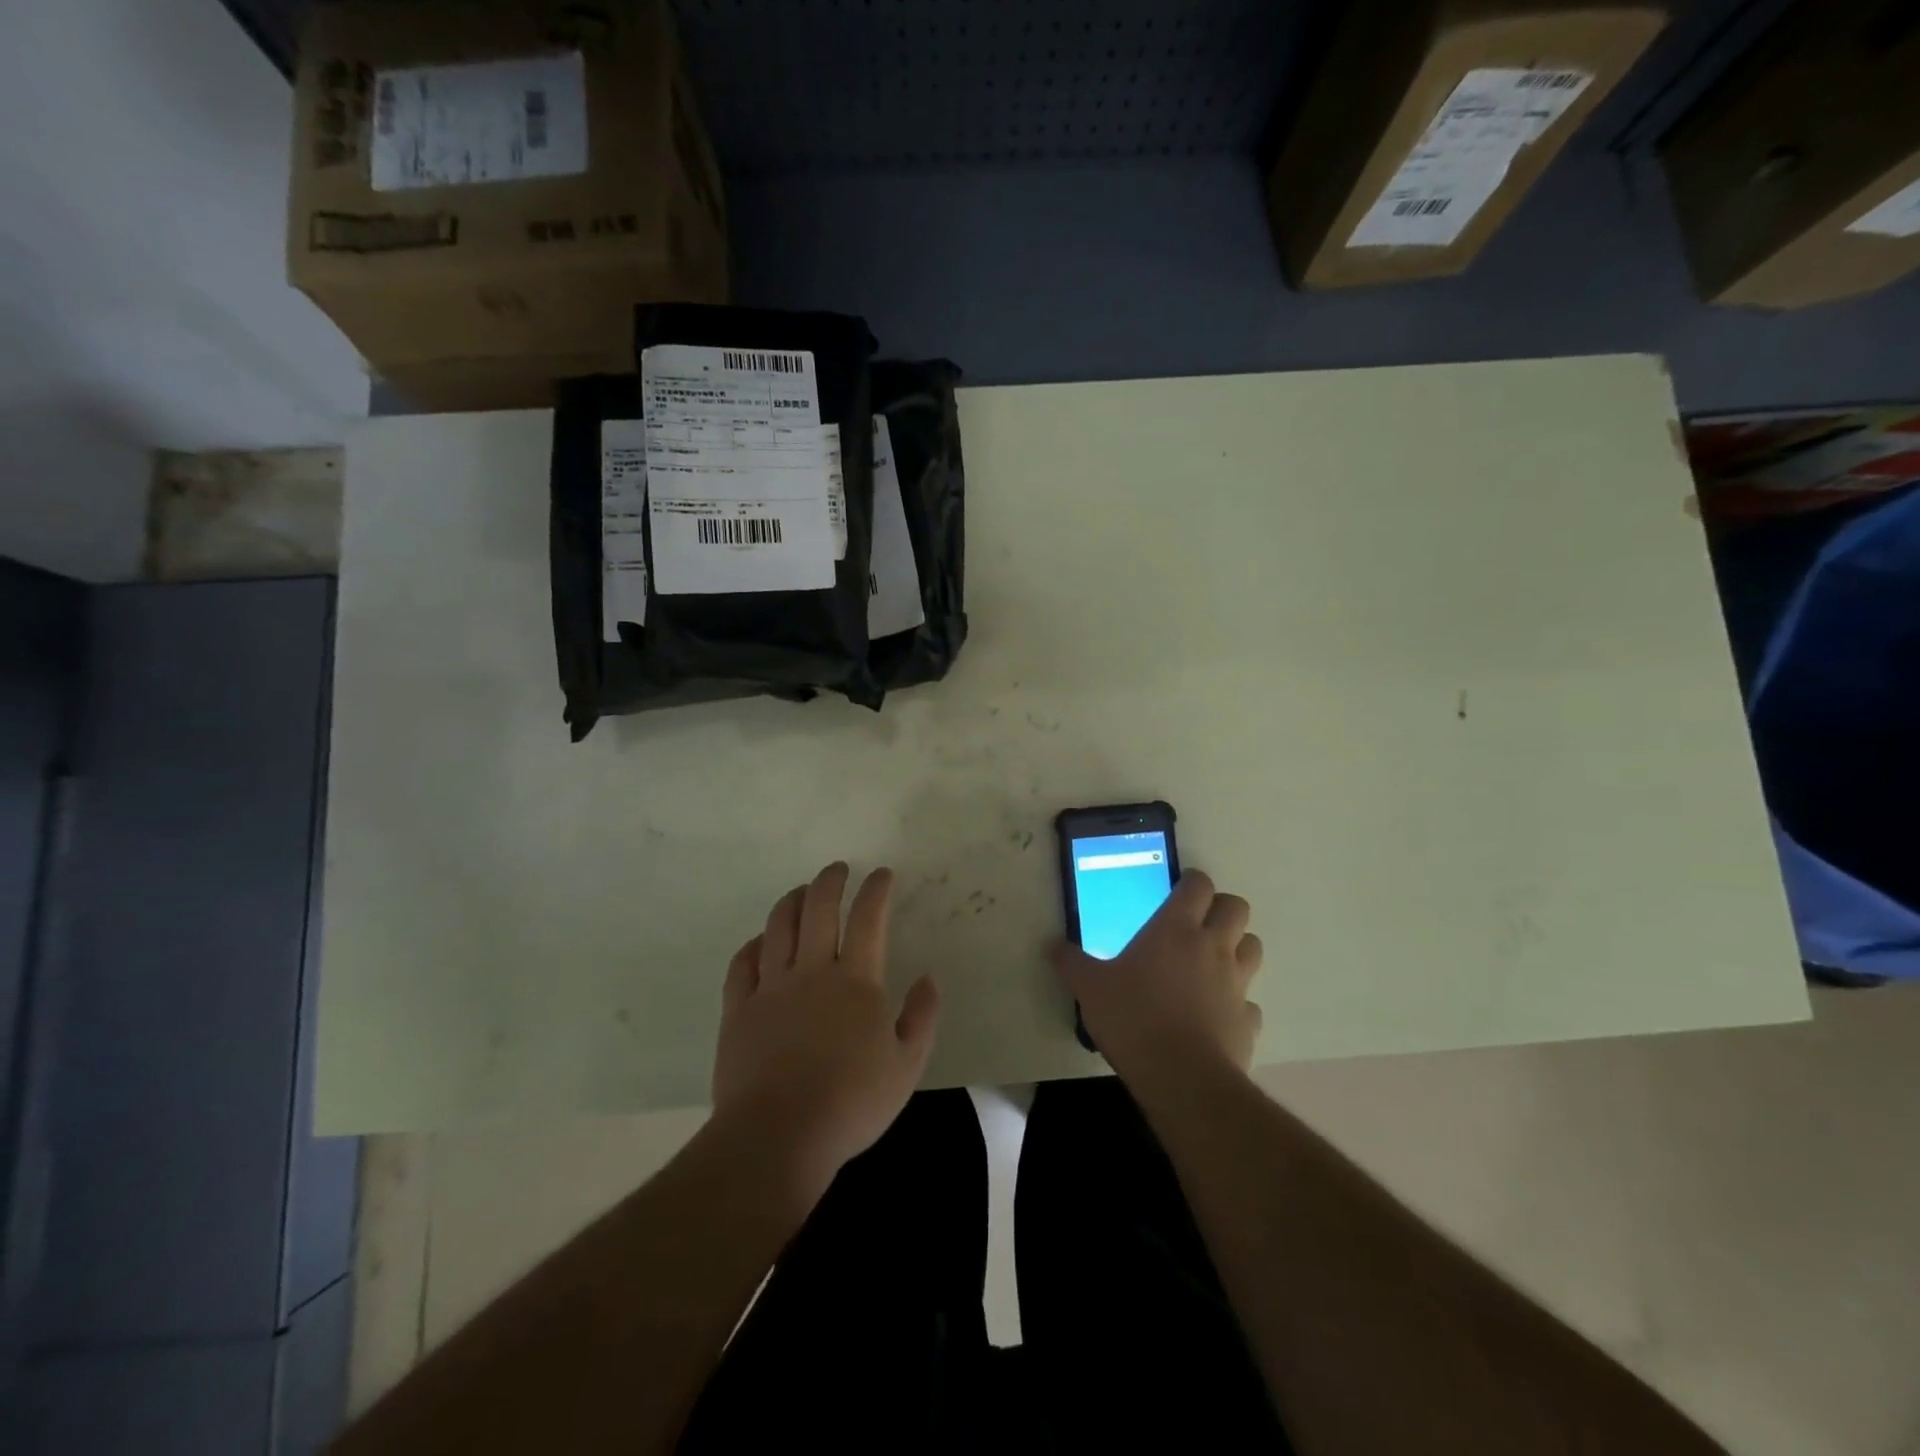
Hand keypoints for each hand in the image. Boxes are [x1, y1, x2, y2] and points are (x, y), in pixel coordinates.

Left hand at [712, 863, 939, 1198]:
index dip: (876, 890)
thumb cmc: (851, 1102)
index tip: (882, 874)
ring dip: (792, 901)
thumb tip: (928, 978)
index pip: (868, 918)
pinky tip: (760, 941)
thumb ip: (921, 1017)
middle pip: (819, 909)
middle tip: (838, 869)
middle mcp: (812, 971)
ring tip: (801, 892)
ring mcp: (771, 987)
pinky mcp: (739, 1009)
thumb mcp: (907, 1066)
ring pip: (779, 926)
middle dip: (830, 881)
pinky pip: (743, 963)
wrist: (778, 1135)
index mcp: (855, 981)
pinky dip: (754, 944)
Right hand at [1052, 870, 1262, 1091]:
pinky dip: (1238, 1002)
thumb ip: (1071, 963)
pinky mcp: (1248, 1021)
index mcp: (1176, 929)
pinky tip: (1216, 1014)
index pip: (1199, 885)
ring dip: (1237, 947)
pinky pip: (1250, 1002)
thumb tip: (1051, 945)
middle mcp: (1213, 947)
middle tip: (1197, 922)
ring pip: (1253, 947)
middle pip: (1237, 907)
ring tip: (1212, 962)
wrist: (1182, 1078)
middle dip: (1221, 908)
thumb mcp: (1089, 988)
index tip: (1178, 888)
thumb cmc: (1133, 1019)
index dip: (1192, 881)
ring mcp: (1237, 984)